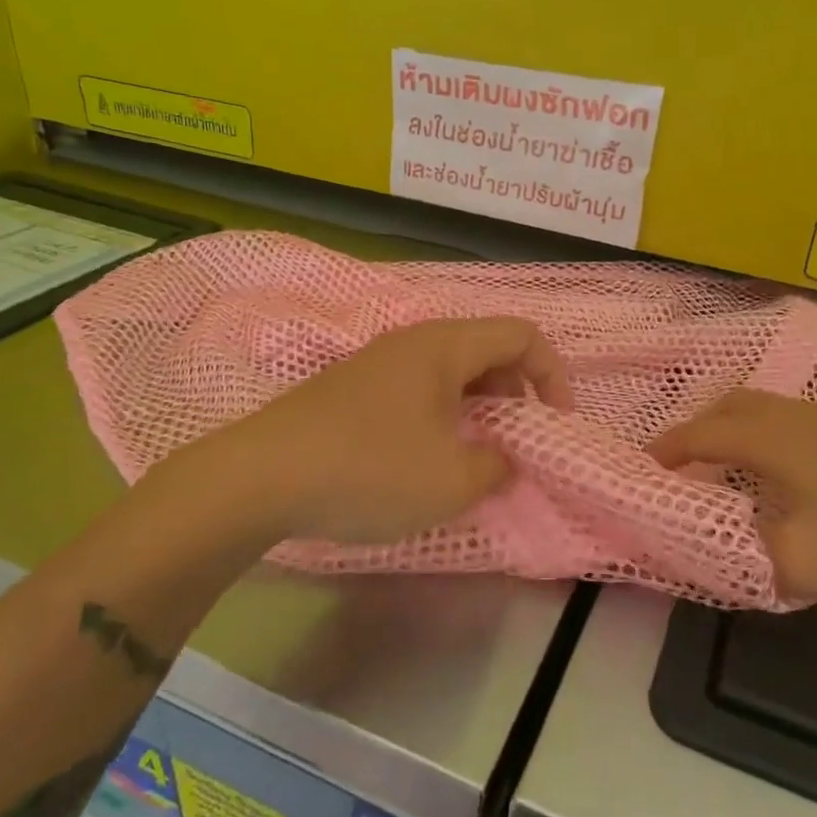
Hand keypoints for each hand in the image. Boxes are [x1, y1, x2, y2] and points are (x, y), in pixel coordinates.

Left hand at [206, 318, 573, 547]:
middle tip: (514, 444)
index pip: (522, 335)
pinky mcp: (352, 390)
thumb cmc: (368, 469)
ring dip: (478, 408)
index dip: (553, 375)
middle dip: (516, 394)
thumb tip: (504, 460)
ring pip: (450, 372)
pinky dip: (442, 417)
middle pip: (486, 349)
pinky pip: (417, 390)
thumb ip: (496, 468)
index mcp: (444, 347)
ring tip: (474, 457)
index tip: (557, 425)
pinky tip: (426, 459)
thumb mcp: (451, 480)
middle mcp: (413, 342)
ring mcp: (378, 364)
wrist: (259, 477)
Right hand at [648, 389, 816, 604]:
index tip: (643, 468)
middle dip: (697, 430)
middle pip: (729, 407)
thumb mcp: (802, 561)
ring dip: (735, 432)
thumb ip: (746, 561)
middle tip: (684, 464)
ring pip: (764, 411)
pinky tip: (790, 476)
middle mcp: (791, 416)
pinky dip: (769, 439)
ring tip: (731, 470)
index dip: (665, 450)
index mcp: (767, 438)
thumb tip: (715, 555)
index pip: (698, 434)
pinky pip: (793, 422)